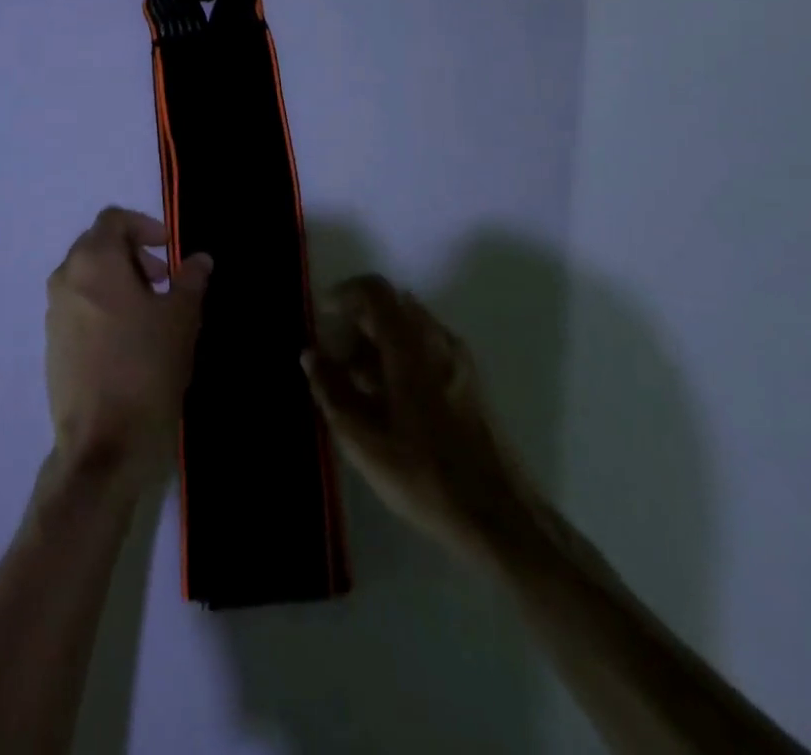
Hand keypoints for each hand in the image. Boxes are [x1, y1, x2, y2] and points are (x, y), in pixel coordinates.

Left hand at [45, 208, 211, 490]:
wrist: (102, 444)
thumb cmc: (146, 368)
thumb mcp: (181, 319)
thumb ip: (190, 280)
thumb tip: (198, 259)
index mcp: (94, 261)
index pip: (113, 219)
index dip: (144, 226)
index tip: (170, 249)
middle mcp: (66, 277)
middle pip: (98, 244)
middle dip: (133, 253)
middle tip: (164, 280)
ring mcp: (53, 311)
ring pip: (87, 276)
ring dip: (119, 280)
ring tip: (151, 311)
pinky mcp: (52, 342)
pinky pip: (79, 305)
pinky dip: (103, 304)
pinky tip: (129, 338)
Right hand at [302, 274, 539, 557]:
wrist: (500, 518)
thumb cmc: (425, 475)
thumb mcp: (363, 439)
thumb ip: (331, 390)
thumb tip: (310, 355)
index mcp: (411, 345)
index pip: (375, 291)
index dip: (343, 294)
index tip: (320, 318)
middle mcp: (438, 340)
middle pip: (391, 306)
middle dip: (357, 323)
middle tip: (333, 359)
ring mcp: (459, 361)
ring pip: (409, 329)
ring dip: (377, 343)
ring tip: (354, 385)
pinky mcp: (469, 383)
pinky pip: (426, 349)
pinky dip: (398, 357)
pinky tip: (385, 401)